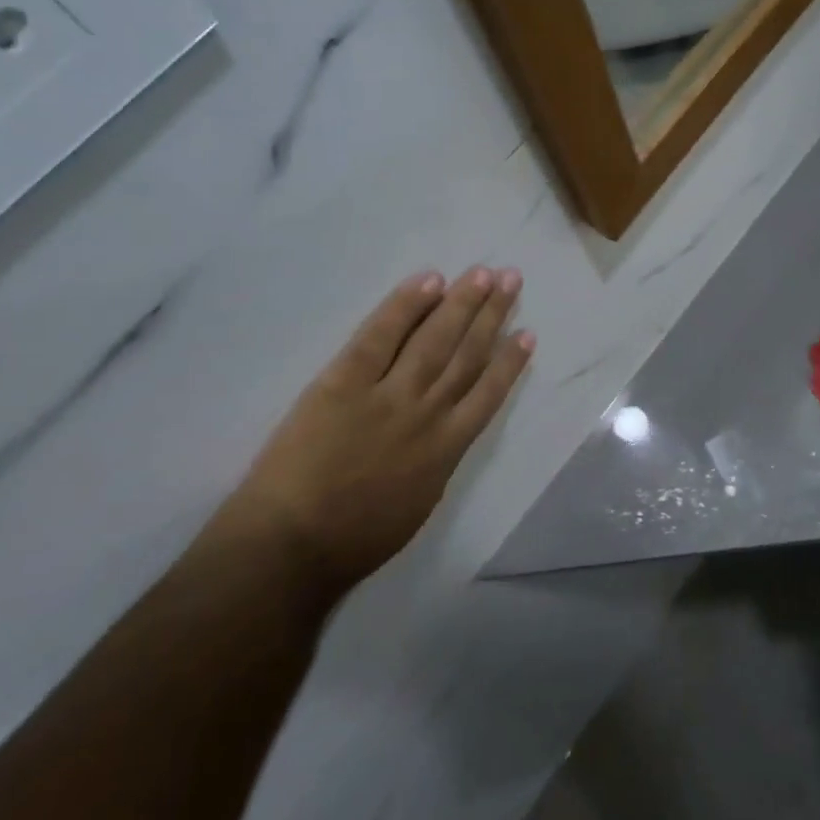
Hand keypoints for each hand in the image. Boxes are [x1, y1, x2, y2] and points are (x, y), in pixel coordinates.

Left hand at [228, 268, 532, 588]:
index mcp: (447, 450)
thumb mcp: (418, 506)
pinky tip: (430, 281)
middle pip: (467, 354)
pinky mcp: (344, 382)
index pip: (488, 394)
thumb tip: (446, 433)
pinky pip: (381, 336)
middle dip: (492, 315)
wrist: (292, 546)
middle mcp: (427, 413)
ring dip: (462, 303)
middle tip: (510, 279)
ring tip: (483, 274)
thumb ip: (437, 463)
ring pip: (435, 339)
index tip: (527, 334)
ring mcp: (387, 394)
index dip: (510, 361)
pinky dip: (406, 306)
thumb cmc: (354, 539)